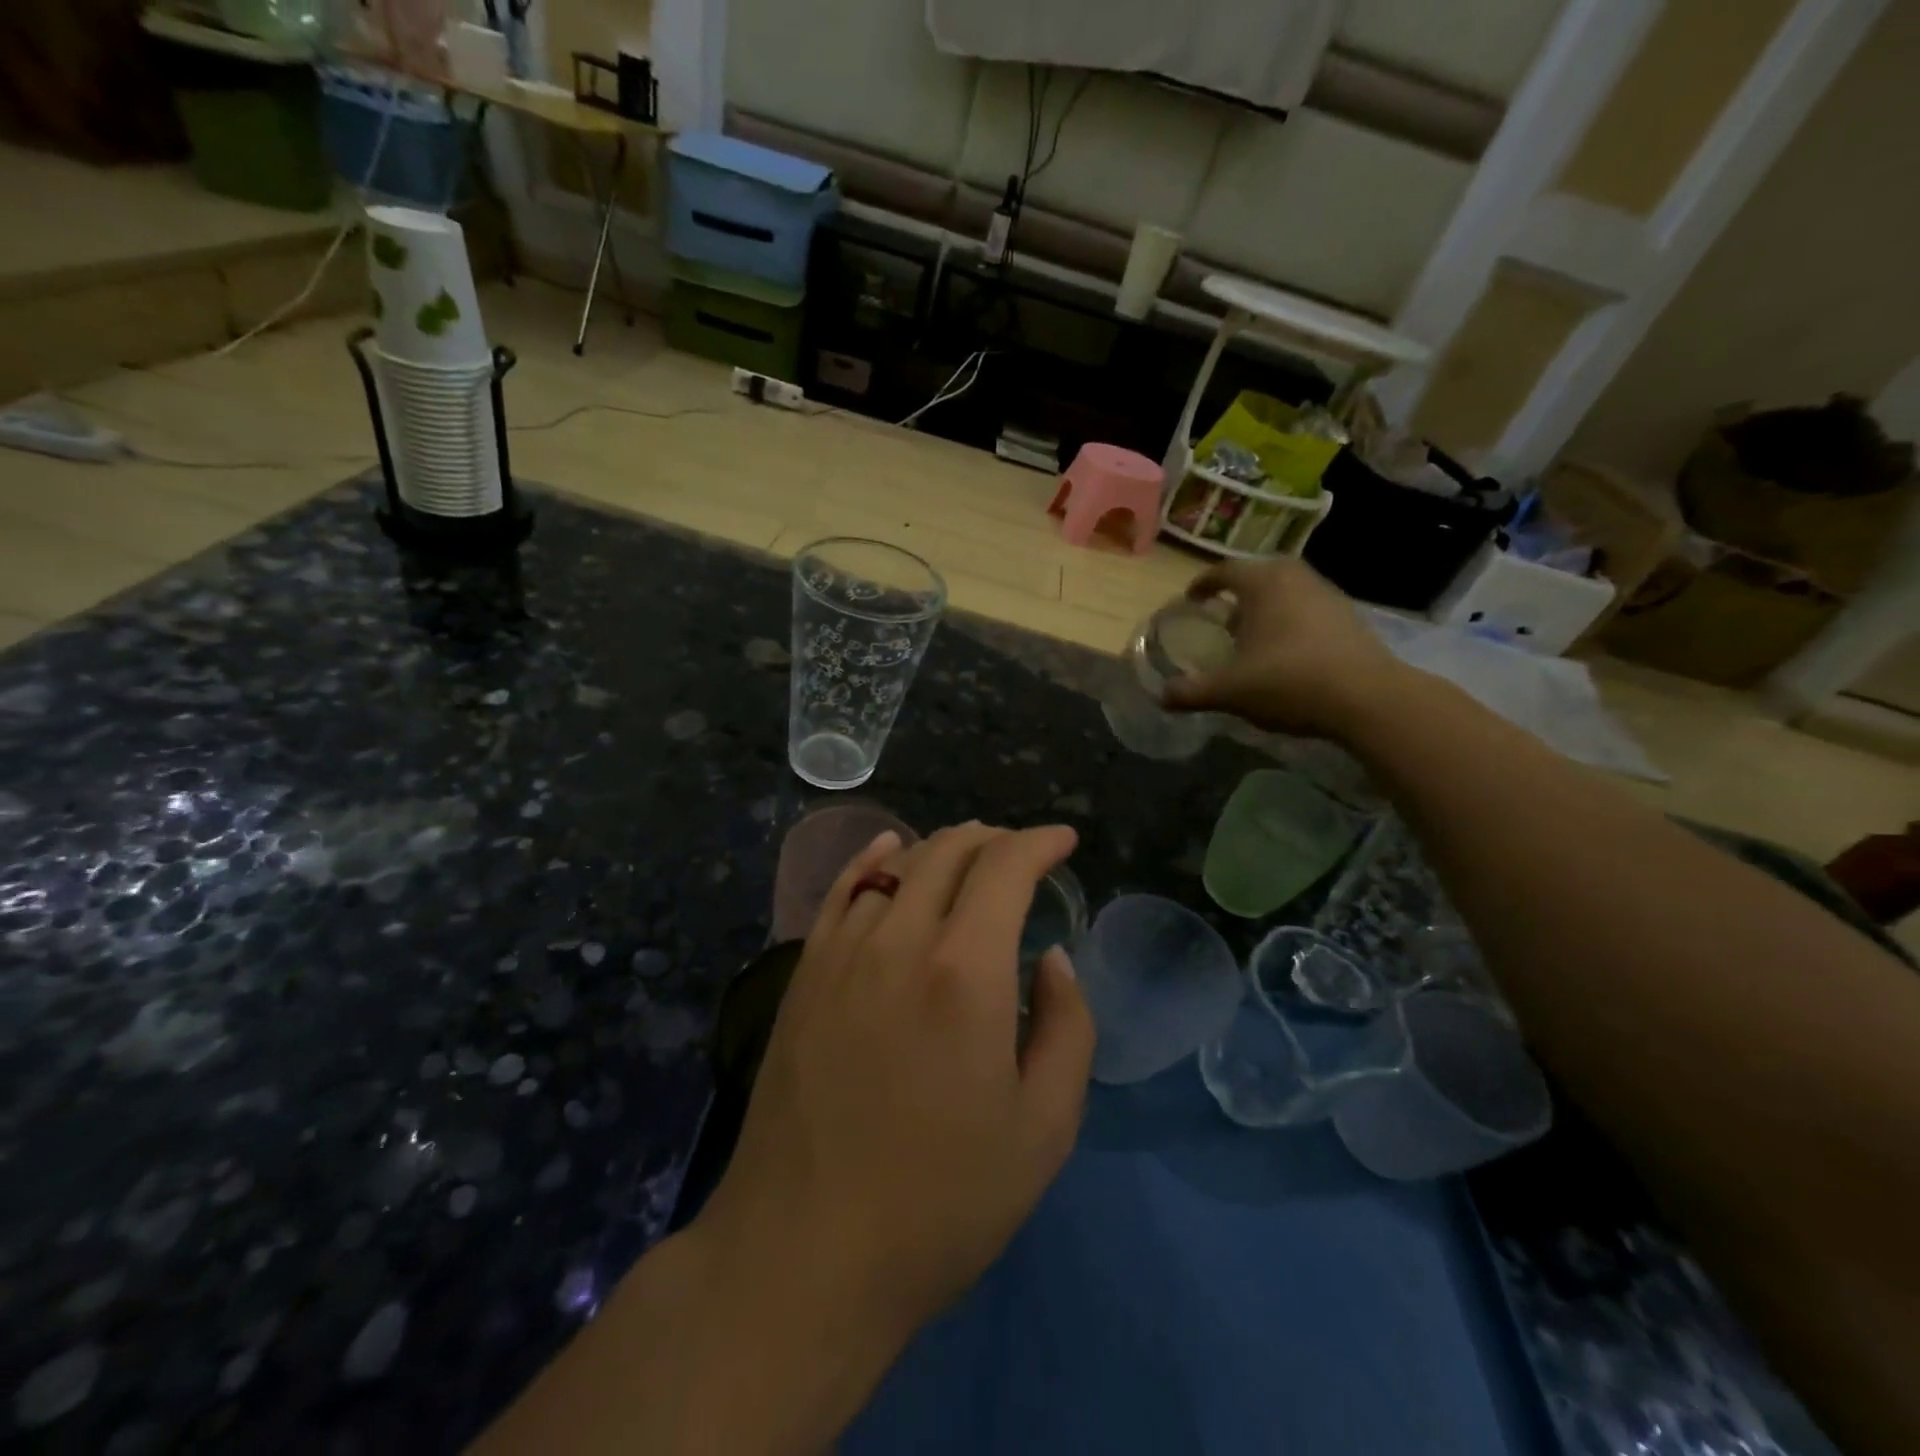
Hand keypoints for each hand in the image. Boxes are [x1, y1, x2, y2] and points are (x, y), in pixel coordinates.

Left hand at [695, 821, 1093, 1348]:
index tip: (1064, 841)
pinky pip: (841, 891)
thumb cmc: (942, 1200)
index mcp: (966, 972)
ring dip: (942, 850)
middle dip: (994, 839)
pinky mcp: (804, 974)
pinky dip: (873, 860)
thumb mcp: (1044, 1128)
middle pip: (949, 852)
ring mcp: (843, 952)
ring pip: (896, 865)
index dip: (1040, 842)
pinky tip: (887, 852)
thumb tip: (1051, 958)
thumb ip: (1067, 1027)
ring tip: (969, 859)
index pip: (1006, 867)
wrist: (806, 1252)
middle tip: (1021, 853)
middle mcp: (901, 940)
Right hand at [1162, 557, 1409, 740]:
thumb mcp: (1230, 691)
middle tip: (1222, 619)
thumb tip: (1162, 696)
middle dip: (1237, 595)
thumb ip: (1191, 692)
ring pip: (1286, 592)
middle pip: (1259, 576)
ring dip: (1266, 609)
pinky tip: (1286, 654)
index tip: (1192, 600)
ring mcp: (1327, 594)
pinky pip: (1308, 609)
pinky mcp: (1349, 617)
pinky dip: (1291, 622)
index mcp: (1263, 583)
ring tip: (1253, 638)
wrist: (1367, 698)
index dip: (1203, 584)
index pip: (1224, 571)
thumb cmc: (1288, 681)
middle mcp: (1295, 577)